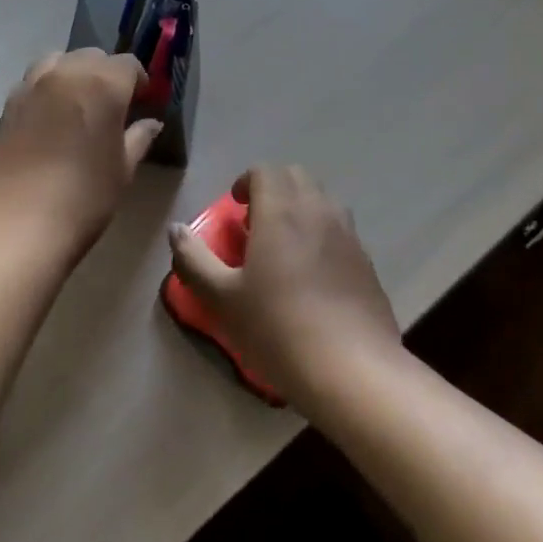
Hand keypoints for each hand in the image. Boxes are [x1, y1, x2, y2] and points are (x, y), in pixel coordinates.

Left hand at [0, 50, 163, 263]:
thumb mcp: (122, 171)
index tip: (143, 102)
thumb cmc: (82, 199)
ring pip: (57, 62)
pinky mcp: (6, 106)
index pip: (127, 64)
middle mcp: (65, 74)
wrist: (14, 226)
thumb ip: (138, 139)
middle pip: (91, 57)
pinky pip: (33, 83)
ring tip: (79, 104)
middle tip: (114, 105)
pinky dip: (47, 90)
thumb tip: (150, 123)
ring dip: (73, 74)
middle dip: (106, 74)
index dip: (139, 80)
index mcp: (102, 85)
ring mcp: (30, 87)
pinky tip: (51, 120)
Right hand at [167, 165, 403, 410]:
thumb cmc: (278, 328)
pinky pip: (341, 229)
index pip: (265, 170)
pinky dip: (322, 233)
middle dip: (273, 188)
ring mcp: (348, 235)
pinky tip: (312, 275)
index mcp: (281, 211)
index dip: (246, 182)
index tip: (235, 210)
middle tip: (255, 223)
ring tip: (284, 246)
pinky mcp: (367, 261)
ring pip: (322, 199)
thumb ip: (193, 259)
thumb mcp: (221, 298)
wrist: (353, 370)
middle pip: (296, 176)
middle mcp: (318, 211)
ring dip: (300, 207)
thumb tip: (176, 229)